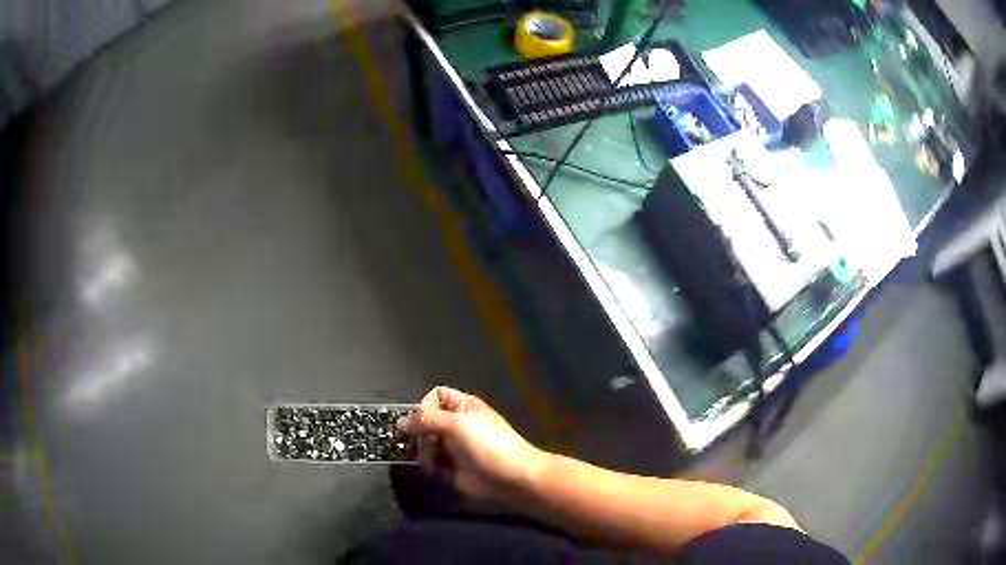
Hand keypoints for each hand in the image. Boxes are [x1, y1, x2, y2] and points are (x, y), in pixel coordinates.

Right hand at [398, 386, 547, 502]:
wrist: (513, 478)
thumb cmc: (489, 445)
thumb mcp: (458, 424)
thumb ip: (427, 420)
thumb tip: (400, 422)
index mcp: (462, 407)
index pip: (434, 396)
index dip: (425, 406)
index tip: (422, 420)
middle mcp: (456, 425)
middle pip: (425, 422)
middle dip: (419, 432)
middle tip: (422, 442)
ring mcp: (453, 448)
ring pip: (424, 444)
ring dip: (423, 452)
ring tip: (432, 459)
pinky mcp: (451, 469)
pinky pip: (431, 463)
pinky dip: (430, 467)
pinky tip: (437, 471)